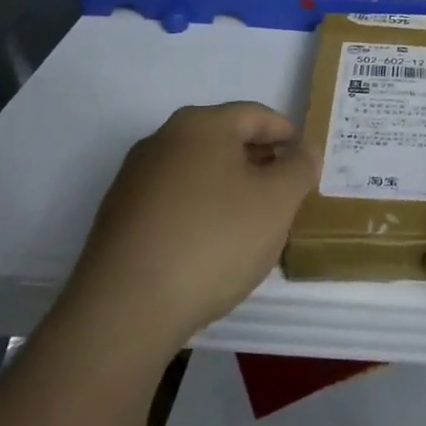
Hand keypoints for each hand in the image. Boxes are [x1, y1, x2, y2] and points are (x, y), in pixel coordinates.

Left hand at [66, 103, 316, 347]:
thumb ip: (300, 167)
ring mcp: (134, 180)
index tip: (307, 161)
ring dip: (230, 188)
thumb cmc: (214, 240)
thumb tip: (305, 149)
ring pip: (198, 172)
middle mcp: (162, 141)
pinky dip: (201, 211)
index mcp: (201, 125)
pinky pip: (174, 201)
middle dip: (260, 162)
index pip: (256, 115)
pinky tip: (213, 246)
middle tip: (287, 192)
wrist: (125, 310)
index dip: (288, 135)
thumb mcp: (277, 201)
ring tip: (255, 222)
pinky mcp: (118, 218)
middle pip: (224, 140)